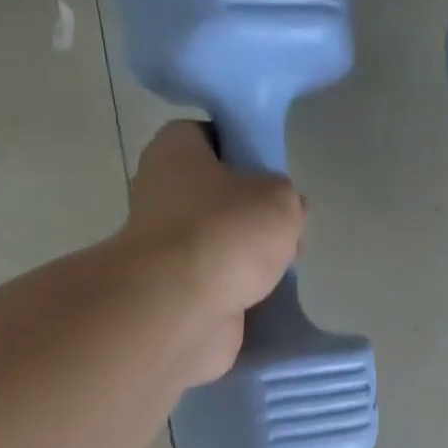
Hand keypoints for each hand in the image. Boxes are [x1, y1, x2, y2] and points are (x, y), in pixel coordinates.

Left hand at [116, 121, 305, 380]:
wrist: (183, 309)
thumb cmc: (225, 234)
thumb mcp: (280, 199)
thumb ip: (287, 198)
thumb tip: (286, 214)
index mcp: (174, 150)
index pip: (210, 137)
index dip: (244, 152)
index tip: (272, 174)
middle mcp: (159, 195)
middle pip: (213, 197)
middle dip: (248, 213)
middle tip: (282, 228)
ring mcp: (164, 251)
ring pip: (214, 246)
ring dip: (242, 259)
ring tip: (278, 268)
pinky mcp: (173, 295)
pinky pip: (212, 286)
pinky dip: (234, 293)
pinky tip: (261, 298)